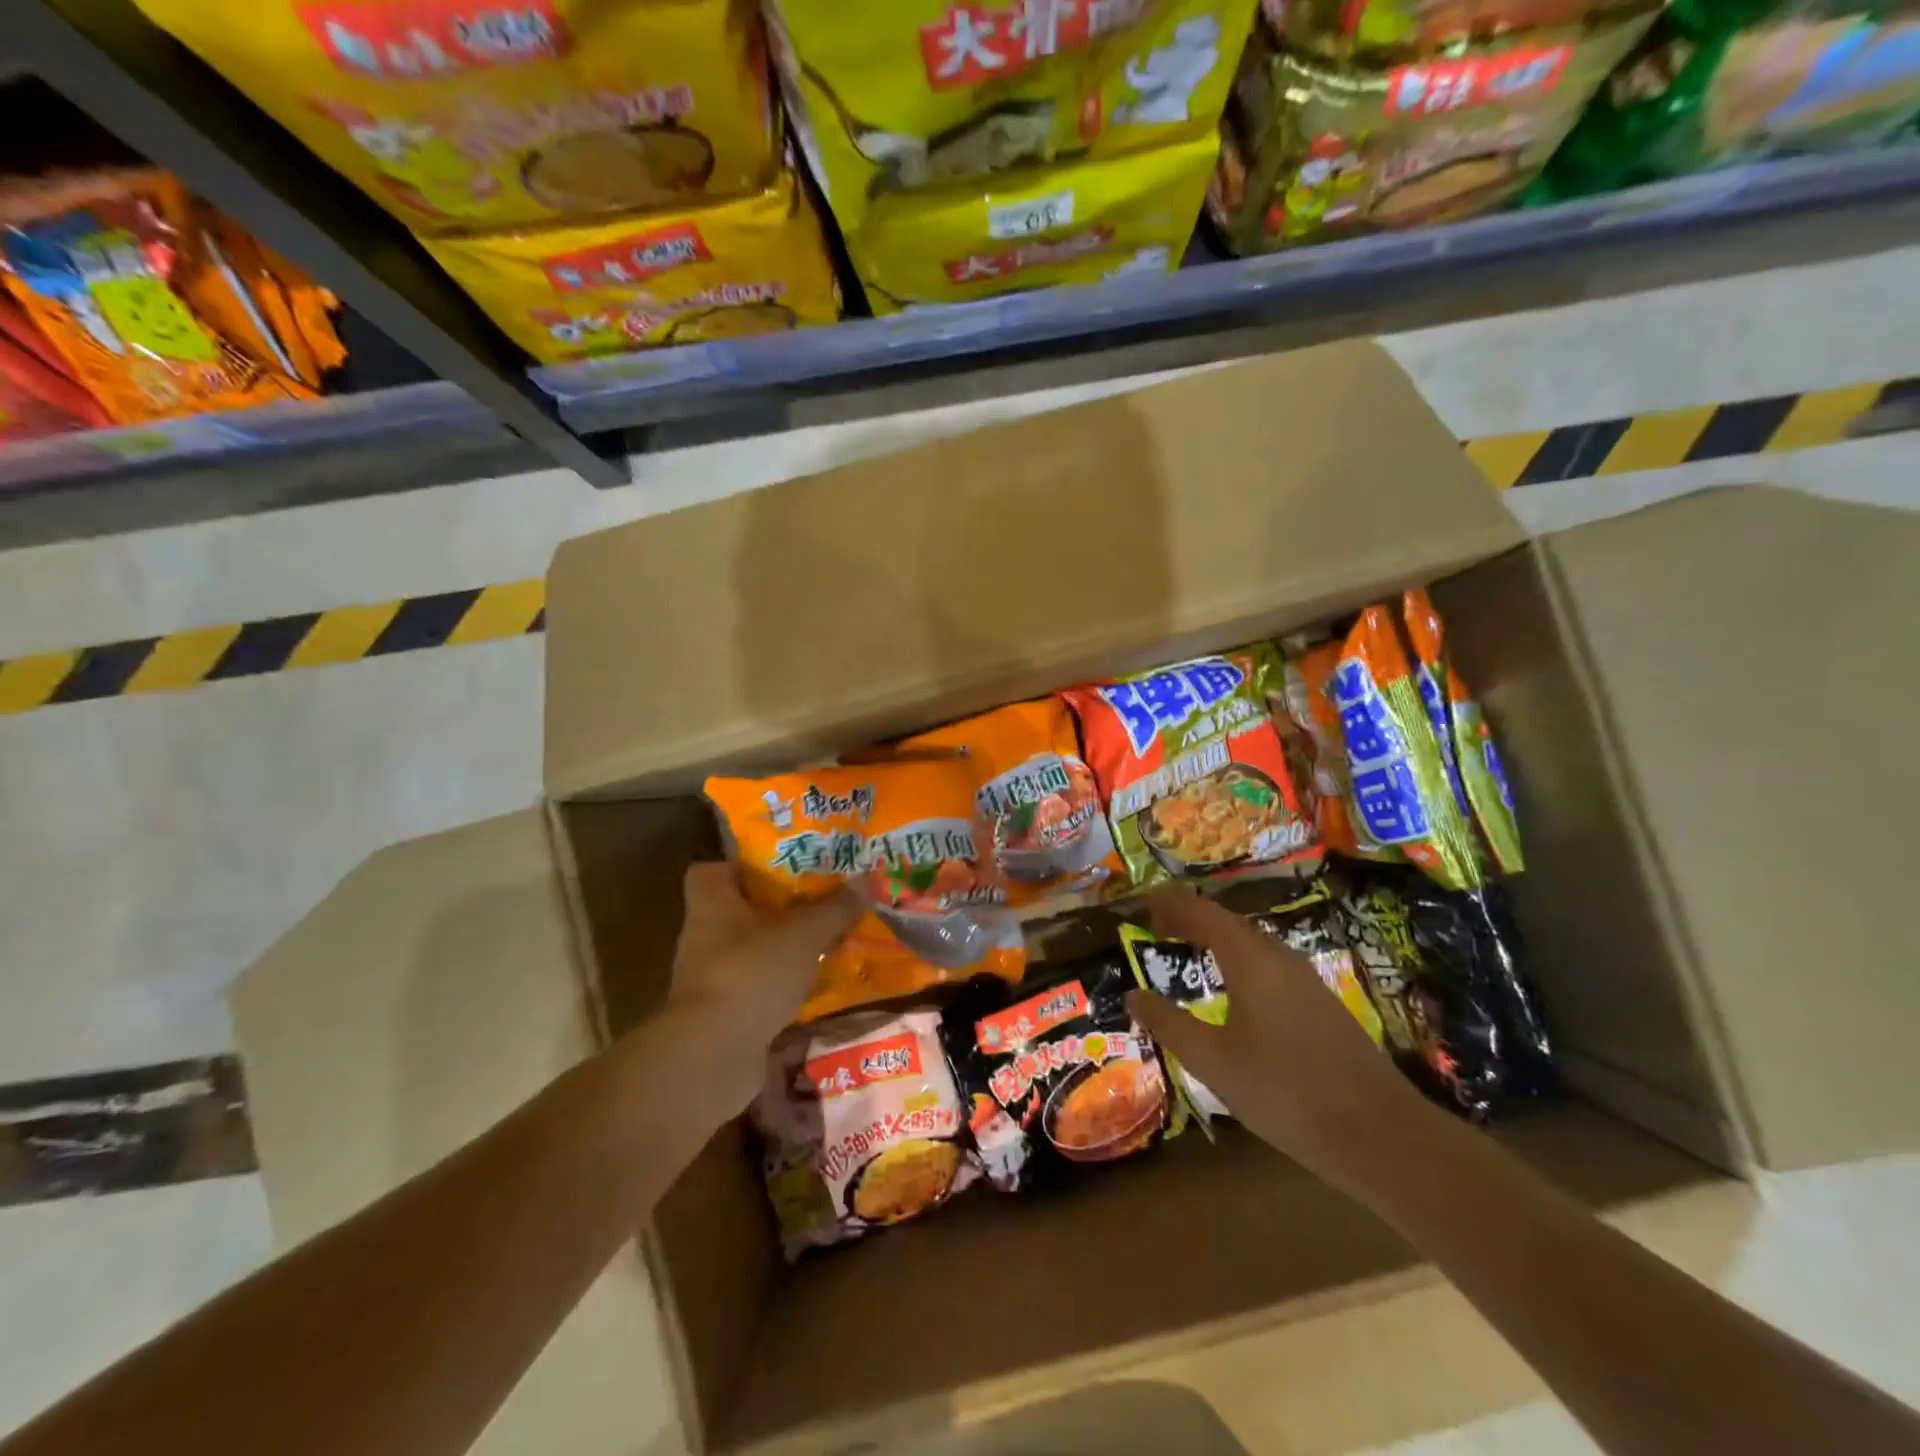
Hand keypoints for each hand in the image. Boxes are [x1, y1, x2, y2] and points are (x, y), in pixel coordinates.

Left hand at [656, 863, 862, 1120]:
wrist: (713, 1054)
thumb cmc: (752, 973)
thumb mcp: (803, 934)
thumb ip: (835, 908)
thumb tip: (867, 880)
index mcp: (712, 903)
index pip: (712, 871)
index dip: (743, 866)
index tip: (779, 869)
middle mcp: (704, 935)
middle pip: (740, 910)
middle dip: (778, 908)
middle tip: (819, 901)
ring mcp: (711, 977)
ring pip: (753, 950)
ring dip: (785, 948)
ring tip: (827, 941)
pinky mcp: (723, 1012)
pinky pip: (758, 986)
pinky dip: (783, 984)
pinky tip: (816, 984)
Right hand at [1126, 892, 1423, 1190]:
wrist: (1382, 1136)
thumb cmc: (1285, 1092)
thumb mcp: (1213, 1062)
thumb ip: (1169, 1024)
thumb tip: (1134, 995)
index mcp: (1251, 960)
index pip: (1203, 913)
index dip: (1170, 905)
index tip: (1141, 904)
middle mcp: (1280, 958)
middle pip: (1229, 922)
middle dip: (1191, 918)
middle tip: (1158, 925)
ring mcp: (1307, 981)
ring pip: (1253, 943)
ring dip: (1217, 938)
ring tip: (1188, 948)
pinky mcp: (1321, 1005)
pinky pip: (1269, 964)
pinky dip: (1239, 960)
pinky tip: (1235, 987)